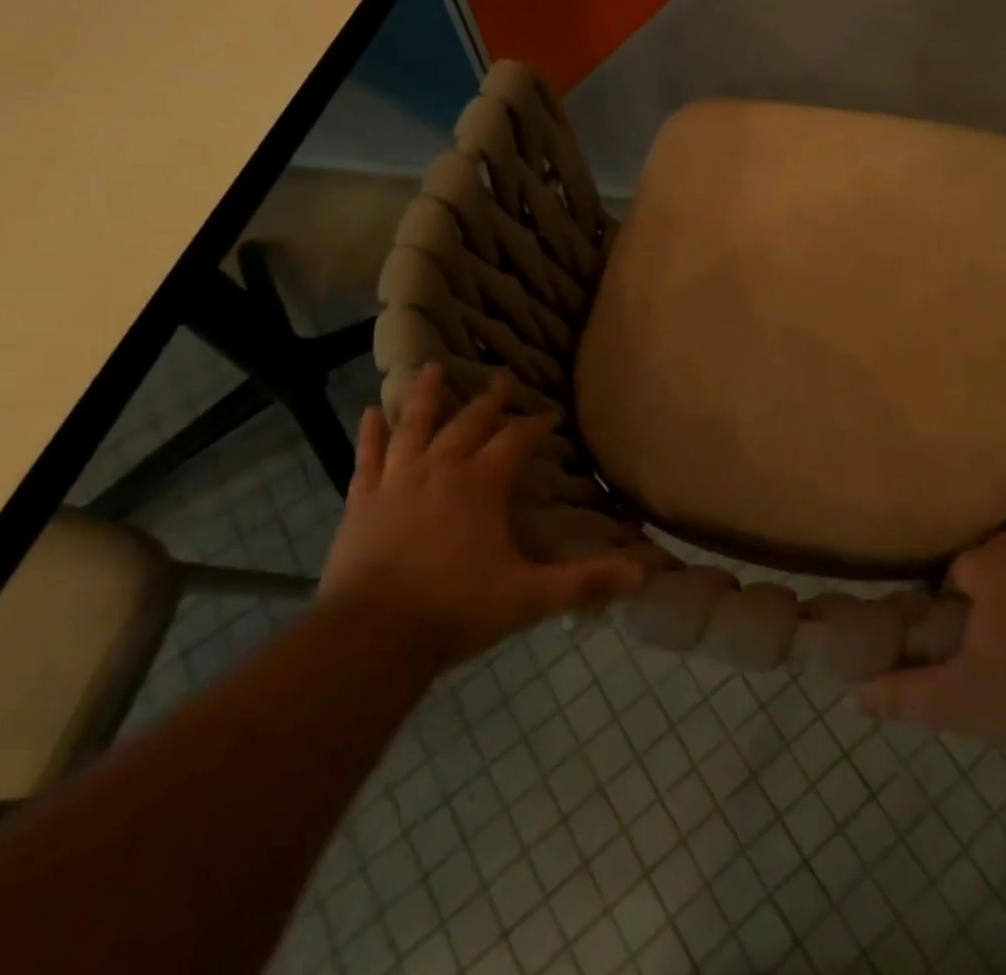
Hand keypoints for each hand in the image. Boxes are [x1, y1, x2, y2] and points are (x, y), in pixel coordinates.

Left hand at [320, 363, 645, 669]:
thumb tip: (643, 575)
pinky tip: (370, 412)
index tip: (552, 414)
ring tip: (433, 367)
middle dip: (490, 400)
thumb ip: (585, 582)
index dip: (537, 425)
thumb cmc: (455, 610)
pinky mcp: (362, 501)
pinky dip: (372, 433)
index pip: (517, 440)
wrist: (369, 638)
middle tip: (502, 378)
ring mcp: (397, 481)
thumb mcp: (529, 597)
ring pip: (414, 425)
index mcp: (481, 483)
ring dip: (427, 395)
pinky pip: (369, 457)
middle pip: (469, 422)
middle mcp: (440, 469)